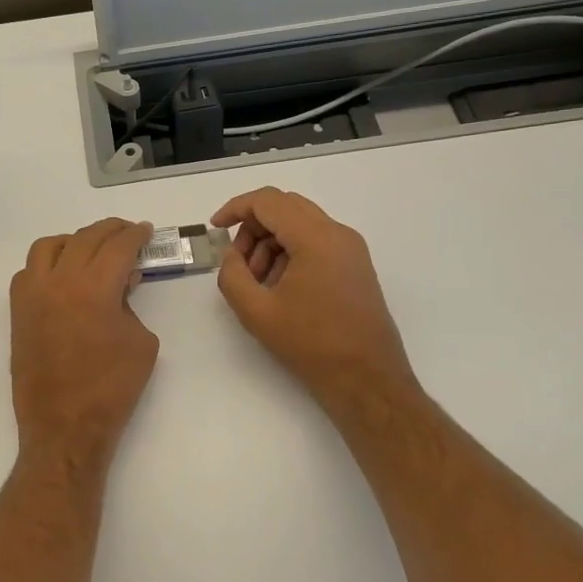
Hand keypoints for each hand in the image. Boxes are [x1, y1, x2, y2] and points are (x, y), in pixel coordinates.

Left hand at [10, 218, 159, 475]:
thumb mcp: (141, 342)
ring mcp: (33, 295)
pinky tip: (62, 276)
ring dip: (74, 240)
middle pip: (85, 238)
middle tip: (127, 233)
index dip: (136, 235)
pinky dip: (47, 264)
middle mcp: (59, 281)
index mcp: (94, 287)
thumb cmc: (112, 388)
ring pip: (49, 247)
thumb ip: (131, 304)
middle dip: (110, 231)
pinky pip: (28, 271)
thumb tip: (121, 284)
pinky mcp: (19, 312)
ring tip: (91, 249)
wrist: (65, 426)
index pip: (118, 246)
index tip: (145, 231)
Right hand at [212, 188, 419, 422]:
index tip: (215, 229)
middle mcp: (338, 233)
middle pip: (285, 207)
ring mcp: (351, 249)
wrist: (367, 380)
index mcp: (316, 238)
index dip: (236, 209)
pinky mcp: (355, 266)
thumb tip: (233, 254)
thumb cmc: (311, 344)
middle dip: (253, 227)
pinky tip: (281, 288)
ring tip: (259, 282)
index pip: (268, 201)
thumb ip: (232, 274)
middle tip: (238, 263)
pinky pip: (316, 242)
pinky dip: (290, 253)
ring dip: (271, 242)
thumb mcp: (256, 311)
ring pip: (300, 224)